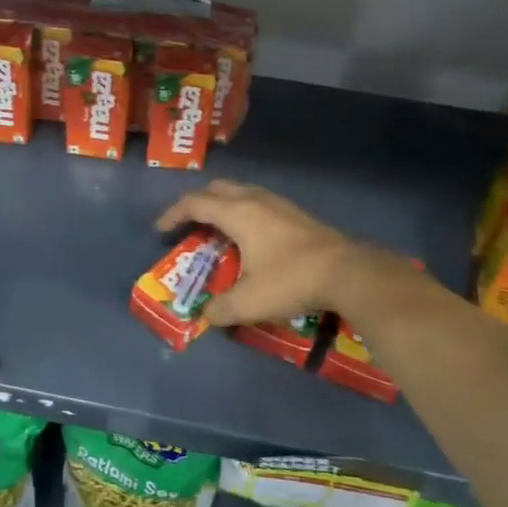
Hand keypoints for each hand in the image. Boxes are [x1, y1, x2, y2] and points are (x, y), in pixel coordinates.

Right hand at [156, 180, 365, 327]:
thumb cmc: (291, 280)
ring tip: (217, 232)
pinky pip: (257, 202)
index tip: (161, 231)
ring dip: (222, 206)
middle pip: (217, 190)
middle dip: (197, 205)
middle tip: (189, 227)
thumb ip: (220, 309)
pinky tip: (250, 238)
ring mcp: (278, 203)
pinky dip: (242, 212)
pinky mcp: (295, 213)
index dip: (173, 215)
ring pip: (240, 192)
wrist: (347, 272)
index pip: (195, 204)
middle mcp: (255, 200)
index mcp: (237, 213)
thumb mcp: (249, 302)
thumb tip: (206, 316)